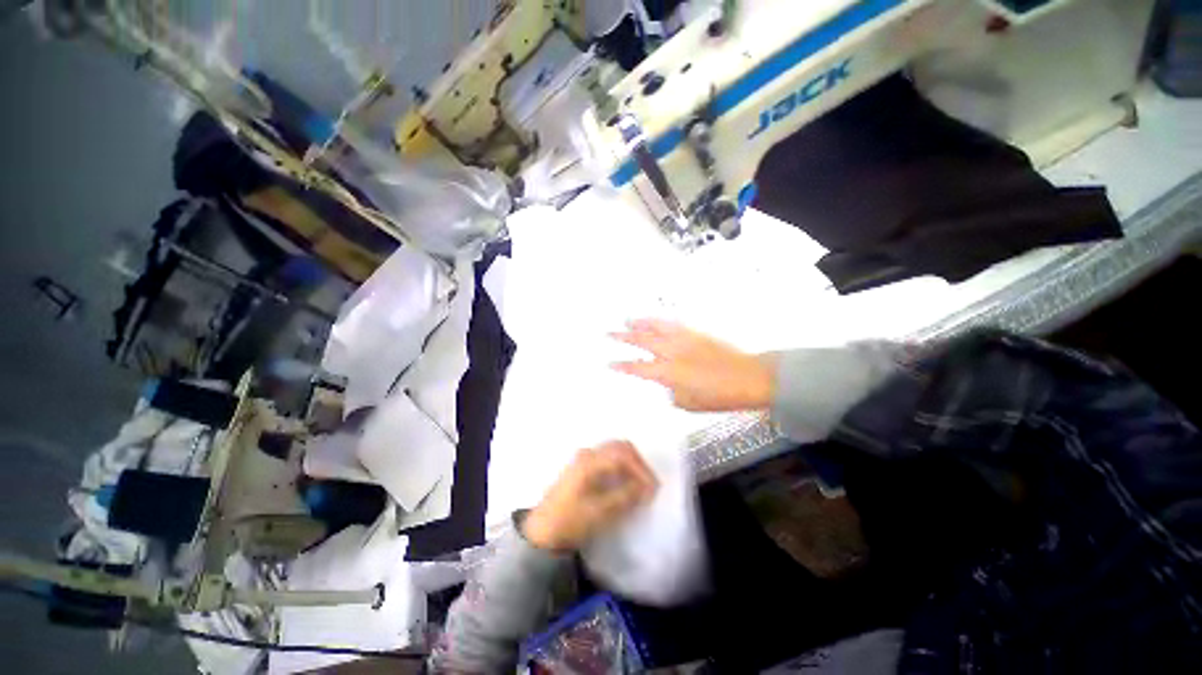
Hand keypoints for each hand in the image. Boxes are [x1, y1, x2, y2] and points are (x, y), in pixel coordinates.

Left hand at [523, 441, 657, 551]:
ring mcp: (584, 459)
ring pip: (614, 451)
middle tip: (649, 484)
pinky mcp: (582, 467)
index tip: (653, 489)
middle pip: (620, 447)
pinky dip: (621, 467)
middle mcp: (588, 454)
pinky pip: (608, 459)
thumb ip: (625, 496)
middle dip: (638, 463)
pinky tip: (625, 483)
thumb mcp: (600, 512)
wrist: (541, 533)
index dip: (642, 469)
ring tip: (640, 484)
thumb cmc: (569, 521)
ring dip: (630, 464)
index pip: (624, 455)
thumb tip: (647, 487)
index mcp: (590, 461)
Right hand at [611, 319, 774, 411]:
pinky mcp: (696, 333)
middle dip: (623, 338)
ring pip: (656, 327)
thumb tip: (667, 386)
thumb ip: (672, 393)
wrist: (750, 378)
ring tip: (628, 319)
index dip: (622, 366)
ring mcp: (684, 339)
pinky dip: (661, 321)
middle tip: (610, 334)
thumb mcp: (690, 403)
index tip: (610, 363)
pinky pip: (674, 323)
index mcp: (669, 372)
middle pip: (642, 341)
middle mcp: (673, 352)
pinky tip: (656, 320)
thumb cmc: (721, 395)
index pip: (638, 367)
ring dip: (640, 323)